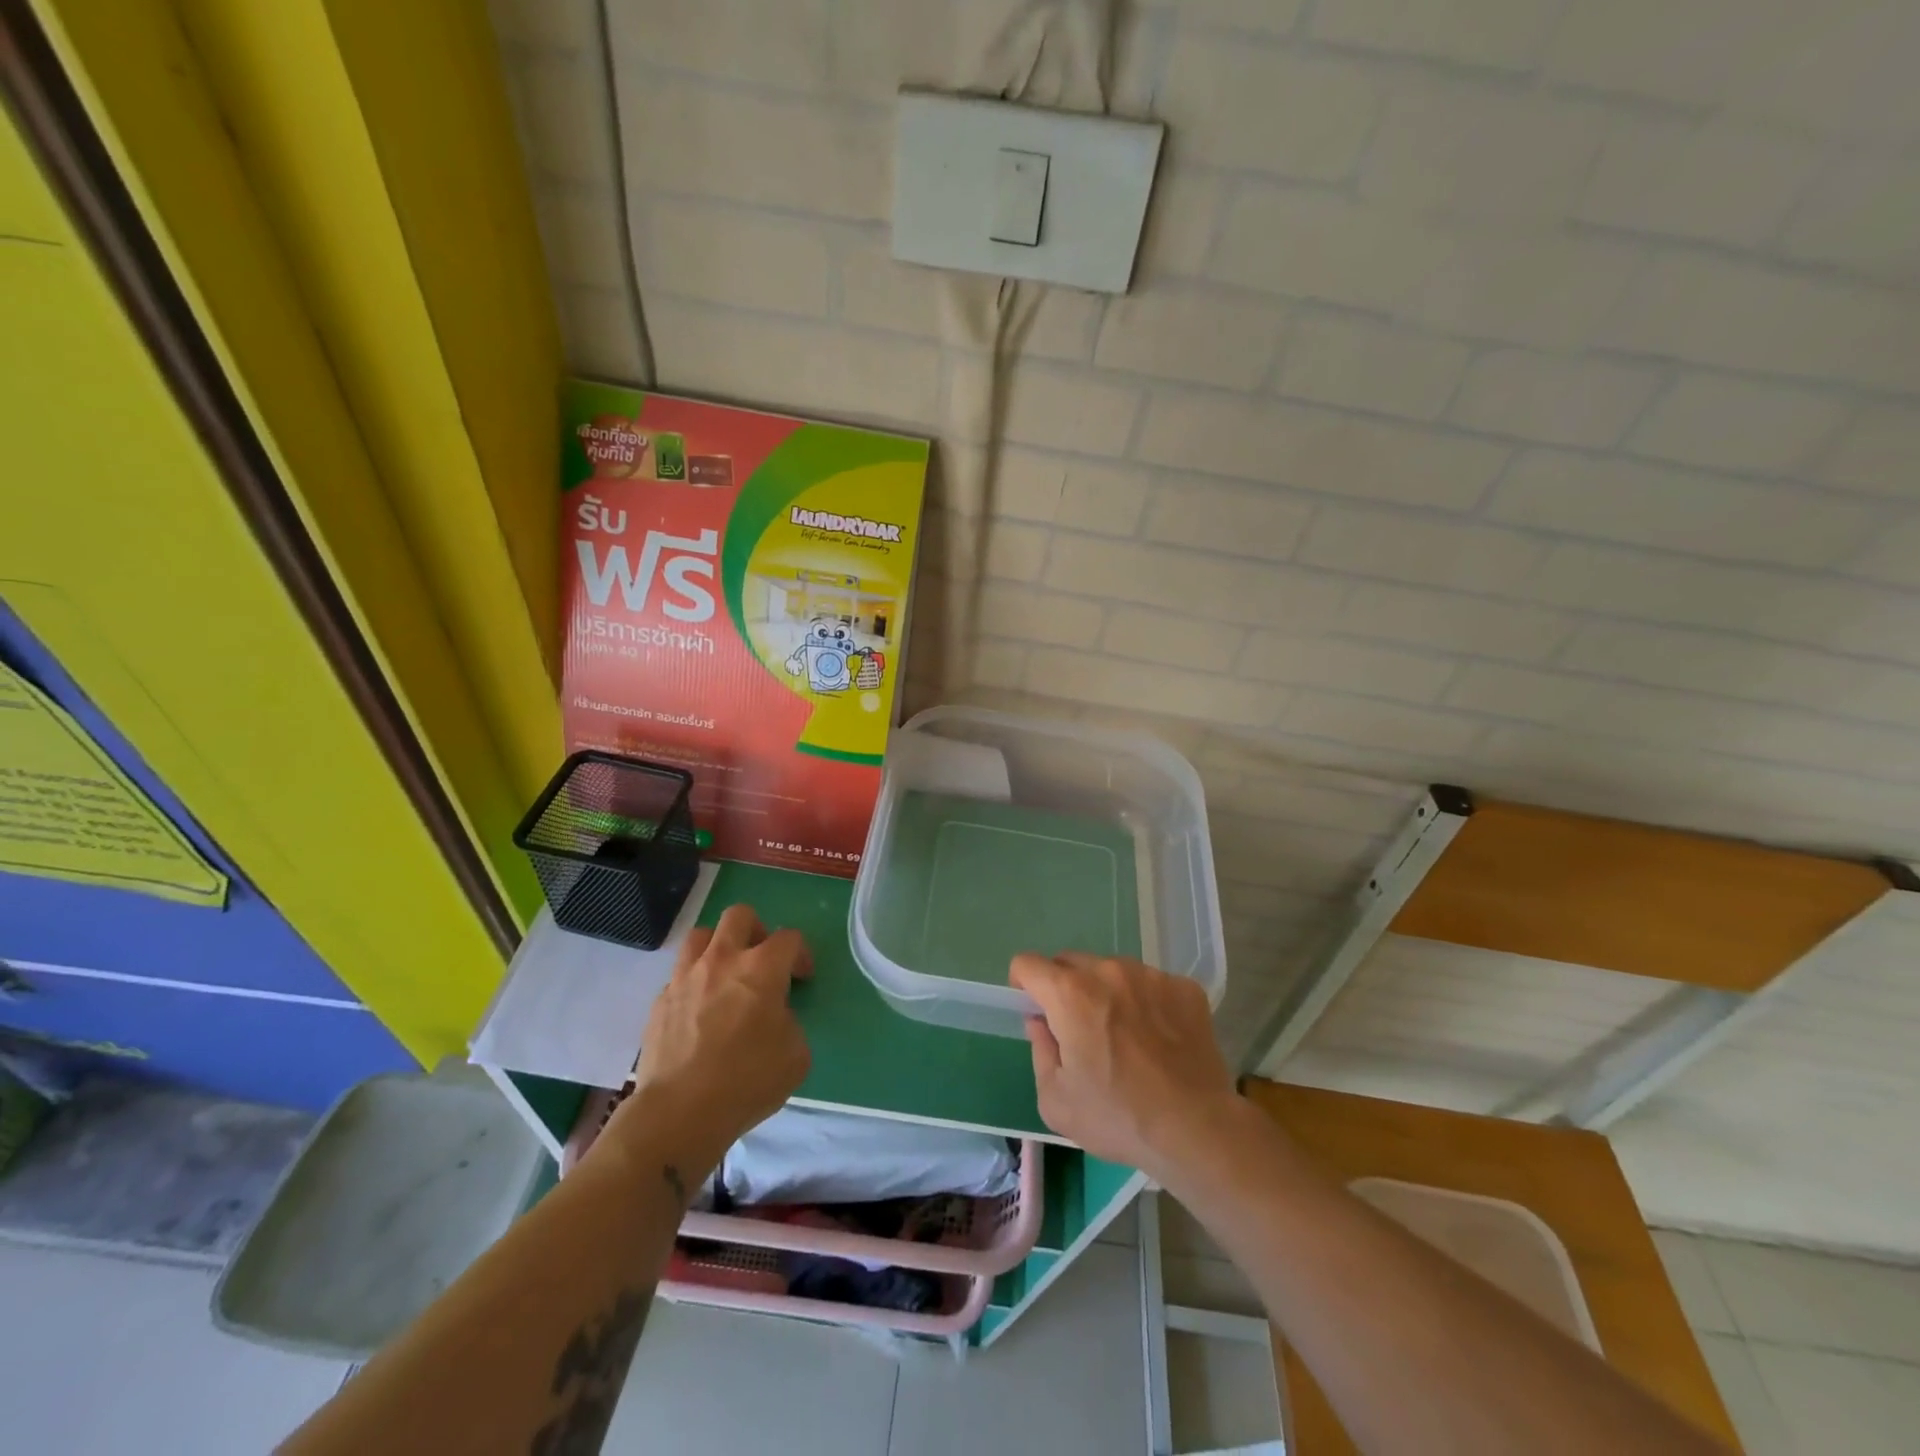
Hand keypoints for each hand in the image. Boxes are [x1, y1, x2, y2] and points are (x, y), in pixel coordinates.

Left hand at [614, 905, 812, 1174]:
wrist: (679, 1113)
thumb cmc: (747, 1081)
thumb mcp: (795, 1056)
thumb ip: (790, 1023)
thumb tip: (774, 1017)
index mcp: (762, 969)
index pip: (789, 937)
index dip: (801, 954)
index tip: (802, 978)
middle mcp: (723, 960)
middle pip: (739, 916)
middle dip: (756, 930)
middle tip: (761, 961)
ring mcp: (686, 978)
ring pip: (701, 935)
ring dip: (718, 947)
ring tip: (725, 975)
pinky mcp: (660, 1001)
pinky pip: (679, 976)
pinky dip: (694, 984)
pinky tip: (699, 1012)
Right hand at [1011, 952, 1241, 1179]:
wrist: (1197, 1129)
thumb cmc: (1118, 1118)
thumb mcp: (1055, 1099)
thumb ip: (1039, 1050)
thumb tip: (1041, 1022)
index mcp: (1071, 994)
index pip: (1028, 964)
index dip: (1023, 984)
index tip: (1034, 1009)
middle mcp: (1109, 971)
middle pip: (1071, 963)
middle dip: (1065, 988)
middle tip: (1079, 1029)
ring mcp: (1151, 976)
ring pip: (1112, 971)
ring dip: (1107, 992)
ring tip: (1124, 1035)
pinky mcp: (1184, 988)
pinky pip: (1151, 984)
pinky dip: (1146, 1003)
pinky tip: (1158, 1039)